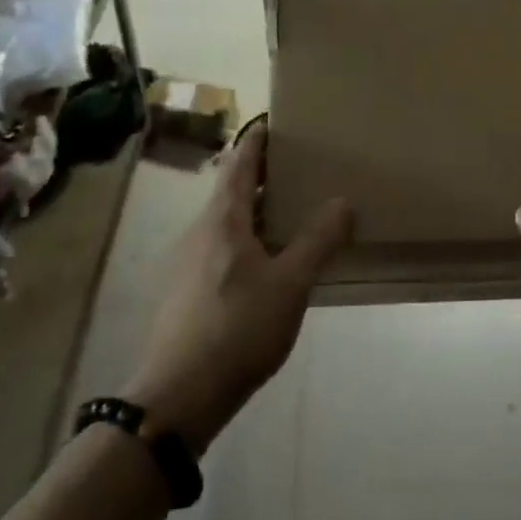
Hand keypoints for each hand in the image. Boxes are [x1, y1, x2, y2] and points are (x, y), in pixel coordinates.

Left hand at [122, 125, 351, 453]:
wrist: (177, 397)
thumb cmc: (238, 329)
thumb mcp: (290, 285)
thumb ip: (318, 241)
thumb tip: (342, 201)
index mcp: (223, 220)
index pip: (240, 164)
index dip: (257, 141)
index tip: (275, 123)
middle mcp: (199, 232)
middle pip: (231, 191)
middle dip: (263, 177)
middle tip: (299, 169)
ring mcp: (187, 263)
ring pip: (226, 224)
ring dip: (255, 212)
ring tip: (290, 216)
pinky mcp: (185, 292)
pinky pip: (220, 250)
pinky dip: (246, 241)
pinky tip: (266, 266)